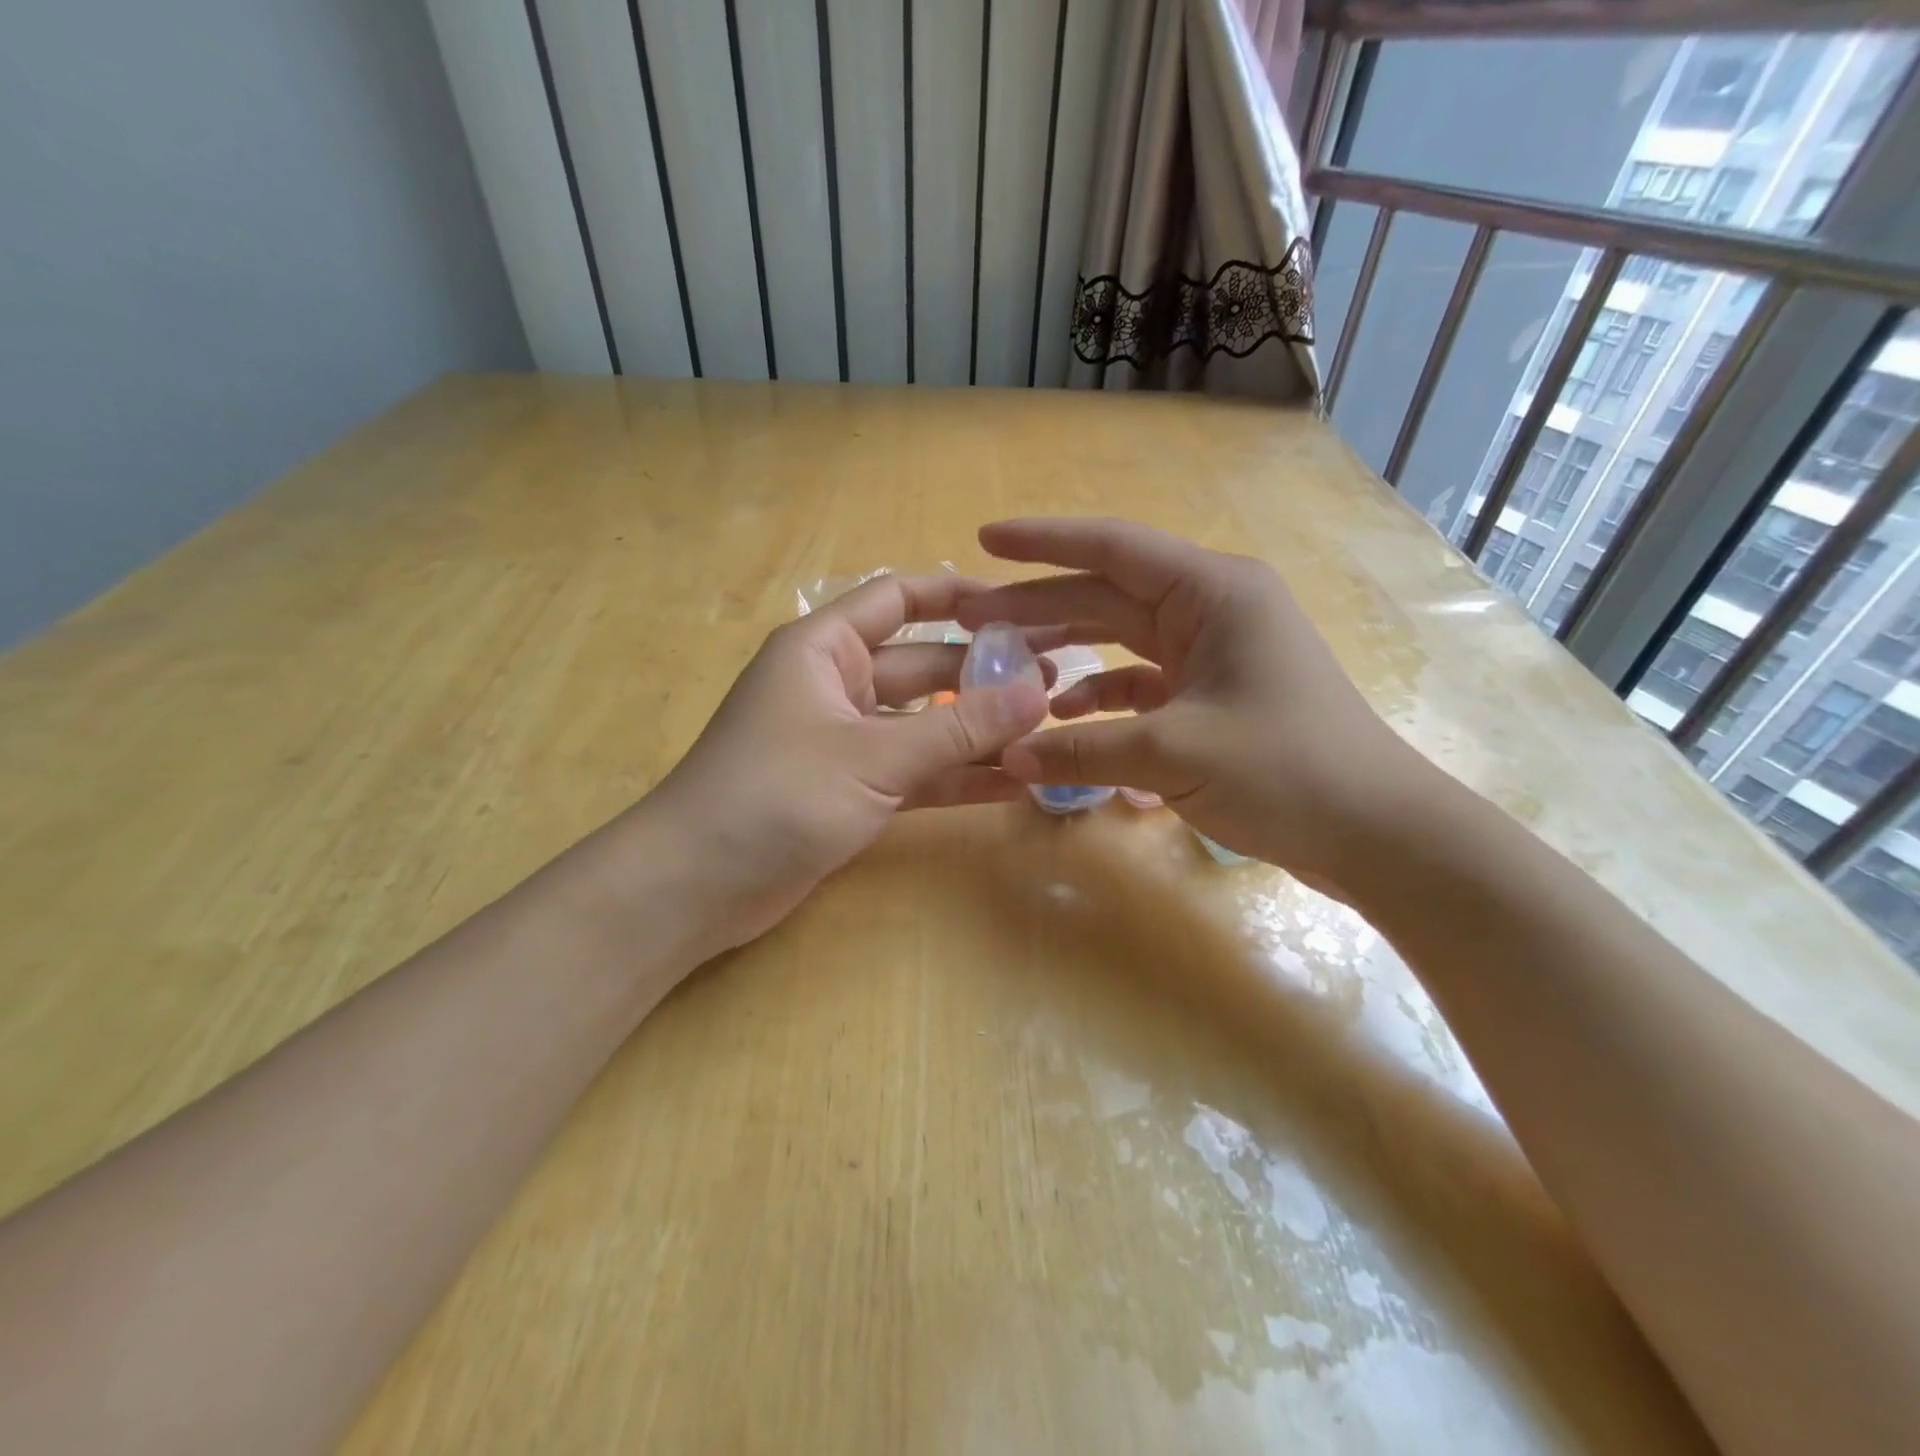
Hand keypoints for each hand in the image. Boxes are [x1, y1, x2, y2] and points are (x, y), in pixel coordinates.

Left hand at [633, 574, 1052, 959]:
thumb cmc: (776, 794)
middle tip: (1054, 684)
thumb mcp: (873, 755)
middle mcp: (837, 685)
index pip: (900, 599)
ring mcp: (845, 742)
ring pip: (924, 724)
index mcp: (825, 649)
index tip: (1021, 609)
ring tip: (1045, 732)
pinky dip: (955, 778)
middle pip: (923, 666)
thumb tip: (1035, 694)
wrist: (696, 885)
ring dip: (977, 731)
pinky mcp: (852, 791)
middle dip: (984, 674)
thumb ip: (957, 727)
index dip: (958, 597)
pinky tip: (1011, 785)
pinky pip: (914, 773)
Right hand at [954, 518, 1436, 894]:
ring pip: (1120, 638)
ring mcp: (1212, 653)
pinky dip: (1100, 697)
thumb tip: (1010, 757)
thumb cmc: (1285, 770)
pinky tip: (1064, 717)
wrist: (1374, 831)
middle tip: (970, 614)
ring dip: (1065, 649)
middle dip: (1038, 603)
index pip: (1112, 548)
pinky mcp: (1211, 695)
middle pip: (1106, 594)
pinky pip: (1140, 683)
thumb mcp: (1173, 754)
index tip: (985, 540)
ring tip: (1005, 662)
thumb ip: (1084, 750)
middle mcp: (1211, 609)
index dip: (1043, 542)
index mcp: (1212, 592)